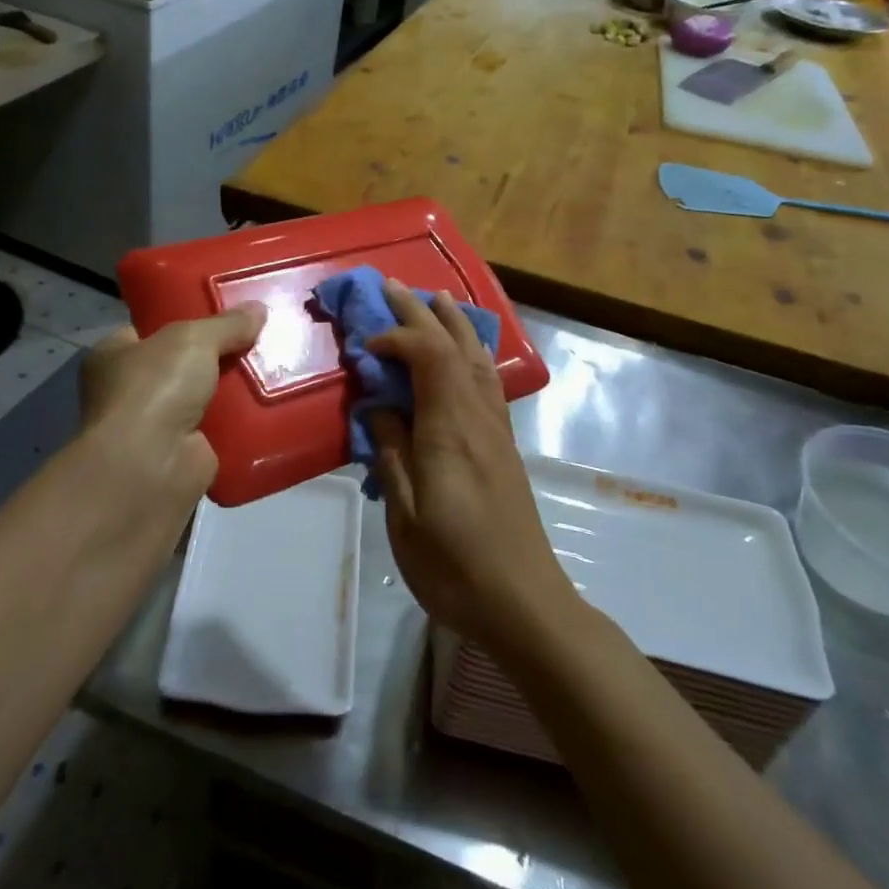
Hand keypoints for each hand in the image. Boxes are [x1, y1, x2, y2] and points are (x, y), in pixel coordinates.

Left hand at [80, 303, 266, 509]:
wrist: (150, 467)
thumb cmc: (154, 389)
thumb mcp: (192, 339)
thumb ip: (226, 324)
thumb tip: (259, 308)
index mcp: (114, 357)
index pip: (149, 331)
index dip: (183, 319)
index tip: (223, 312)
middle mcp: (130, 392)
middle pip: (183, 365)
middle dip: (218, 355)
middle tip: (259, 337)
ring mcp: (156, 428)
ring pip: (206, 398)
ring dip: (235, 390)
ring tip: (277, 367)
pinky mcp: (184, 455)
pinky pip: (221, 431)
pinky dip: (243, 423)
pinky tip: (273, 406)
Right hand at [366, 281, 579, 649]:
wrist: (524, 603)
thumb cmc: (455, 566)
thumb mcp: (405, 515)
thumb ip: (391, 452)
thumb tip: (379, 408)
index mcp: (451, 429)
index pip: (428, 356)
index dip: (396, 338)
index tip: (364, 347)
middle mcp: (478, 417)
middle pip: (453, 348)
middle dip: (421, 313)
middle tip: (393, 285)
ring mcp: (496, 431)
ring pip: (477, 360)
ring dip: (454, 326)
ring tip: (437, 300)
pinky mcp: (503, 447)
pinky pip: (489, 382)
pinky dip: (473, 354)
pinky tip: (469, 355)